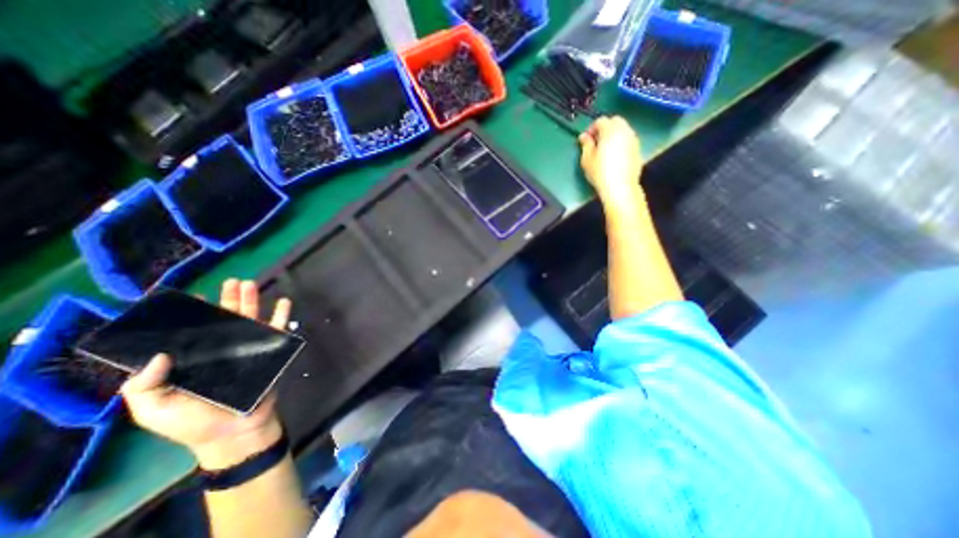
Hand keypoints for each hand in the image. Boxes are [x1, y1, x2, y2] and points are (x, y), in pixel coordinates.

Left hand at [120, 279, 291, 468]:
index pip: (192, 331)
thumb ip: (144, 386)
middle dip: (229, 298)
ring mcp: (249, 349)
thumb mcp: (155, 409)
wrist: (236, 430)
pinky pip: (278, 330)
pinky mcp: (270, 352)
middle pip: (226, 319)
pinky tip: (284, 301)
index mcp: (195, 358)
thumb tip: (158, 353)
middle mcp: (223, 348)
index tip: (192, 295)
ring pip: (251, 319)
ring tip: (250, 284)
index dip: (191, 313)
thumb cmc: (193, 422)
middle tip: (233, 281)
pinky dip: (282, 315)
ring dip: (252, 301)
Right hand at [577, 116, 643, 201]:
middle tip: (596, 141)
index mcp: (610, 131)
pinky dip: (621, 142)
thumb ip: (586, 144)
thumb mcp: (587, 159)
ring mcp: (634, 140)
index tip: (586, 139)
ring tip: (605, 148)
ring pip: (624, 129)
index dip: (592, 128)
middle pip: (615, 121)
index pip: (601, 121)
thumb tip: (584, 136)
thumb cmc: (600, 172)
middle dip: (605, 127)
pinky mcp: (638, 149)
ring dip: (614, 134)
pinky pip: (628, 140)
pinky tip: (615, 156)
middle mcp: (624, 131)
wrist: (620, 187)